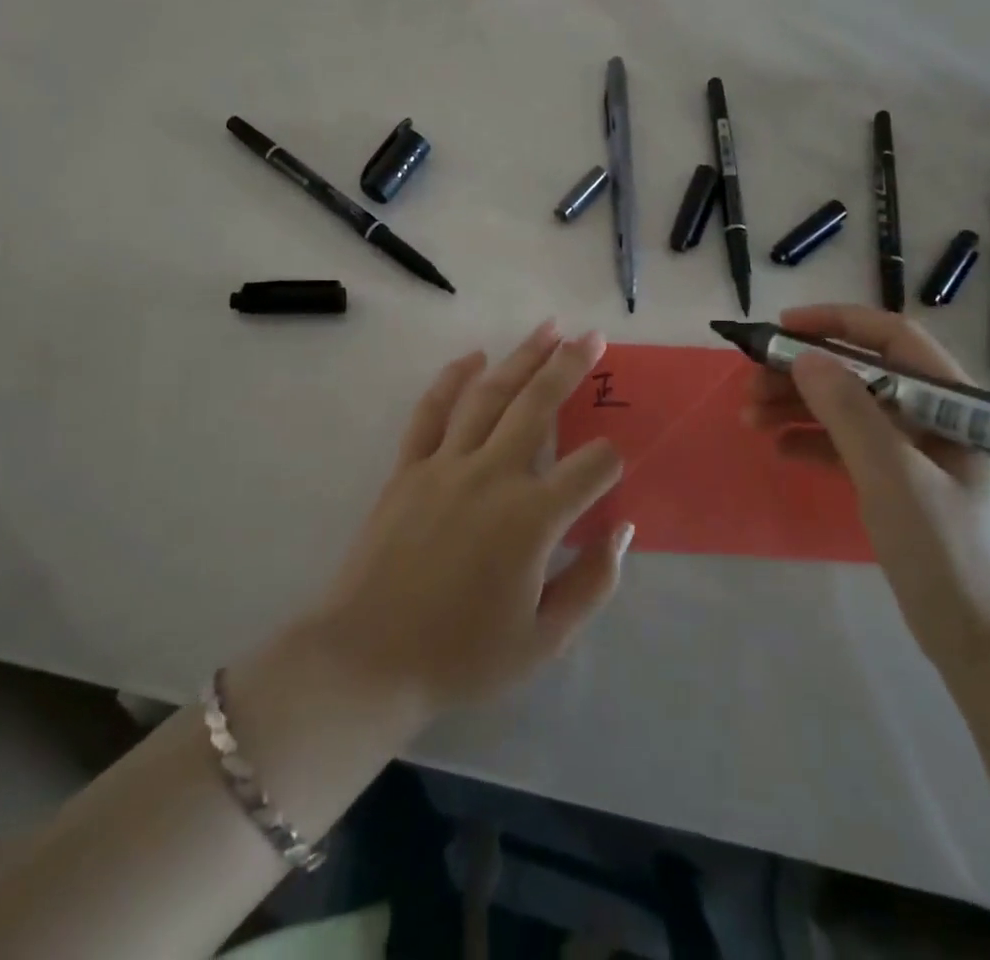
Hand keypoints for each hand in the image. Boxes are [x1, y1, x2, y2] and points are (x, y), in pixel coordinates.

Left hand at [304, 320, 630, 724]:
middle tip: (593, 336)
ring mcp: (446, 464)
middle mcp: (493, 475)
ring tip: (548, 328)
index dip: (612, 462)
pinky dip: (453, 379)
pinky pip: (432, 411)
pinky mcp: (409, 467)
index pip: (593, 467)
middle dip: (571, 366)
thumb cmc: (461, 656)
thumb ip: (593, 584)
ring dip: (522, 357)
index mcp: (533, 518)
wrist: (367, 661)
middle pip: (540, 405)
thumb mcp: (544, 641)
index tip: (613, 471)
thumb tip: (621, 531)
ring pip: (490, 395)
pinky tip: (473, 358)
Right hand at [744, 306, 989, 676]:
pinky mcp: (900, 482)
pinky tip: (779, 448)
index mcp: (954, 402)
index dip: (835, 323)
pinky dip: (814, 441)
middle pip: (861, 373)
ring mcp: (917, 451)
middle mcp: (936, 416)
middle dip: (803, 374)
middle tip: (750, 385)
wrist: (984, 646)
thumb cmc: (948, 551)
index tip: (781, 328)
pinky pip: (850, 446)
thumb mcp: (894, 476)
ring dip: (799, 407)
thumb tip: (805, 356)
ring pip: (850, 409)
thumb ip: (850, 412)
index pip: (891, 337)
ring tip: (750, 418)